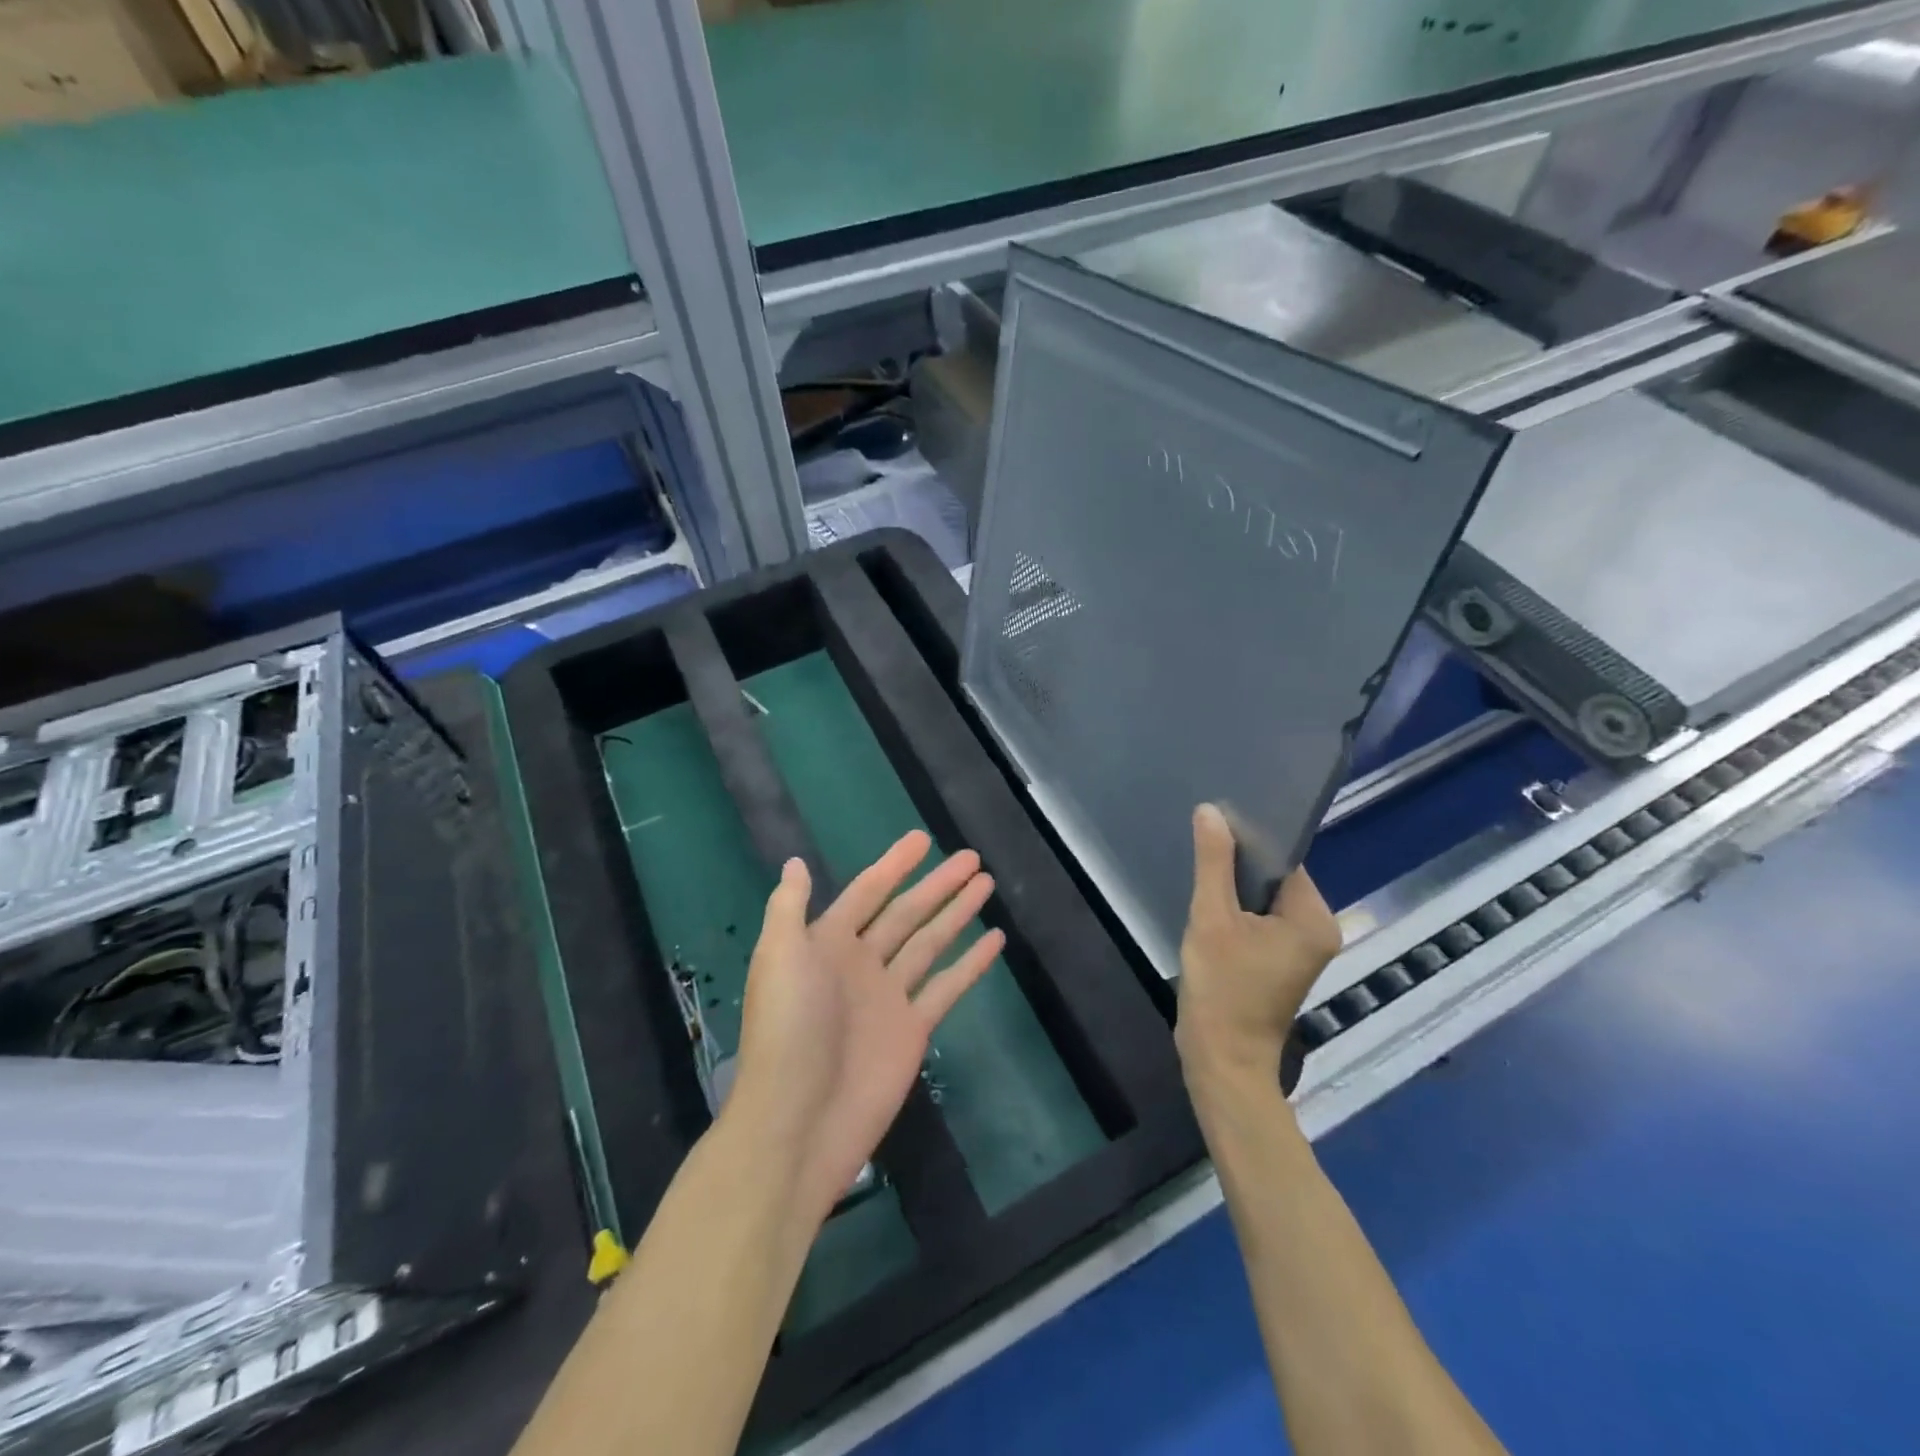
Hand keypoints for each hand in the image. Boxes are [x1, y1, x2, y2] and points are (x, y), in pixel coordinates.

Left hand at [727, 831, 1002, 1224]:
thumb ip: (790, 907)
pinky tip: (995, 940)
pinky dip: (971, 964)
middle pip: (907, 912)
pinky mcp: (913, 1029)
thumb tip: (795, 861)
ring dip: (957, 913)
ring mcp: (890, 996)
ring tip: (986, 884)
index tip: (923, 838)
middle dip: (938, 884)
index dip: (894, 864)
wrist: (798, 1121)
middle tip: (972, 857)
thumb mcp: (779, 956)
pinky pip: (947, 987)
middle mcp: (861, 963)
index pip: (869, 891)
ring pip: (931, 942)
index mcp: (828, 943)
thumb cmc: (787, 1030)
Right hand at [1176, 804, 1341, 1087]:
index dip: (1250, 839)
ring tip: (1200, 868)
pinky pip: (1259, 920)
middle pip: (1275, 878)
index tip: (1215, 822)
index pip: (1284, 860)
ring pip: (1263, 899)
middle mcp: (1317, 930)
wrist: (1221, 1060)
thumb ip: (1213, 863)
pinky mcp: (1279, 962)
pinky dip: (1236, 910)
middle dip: (1239, 863)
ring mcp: (1300, 949)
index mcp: (1314, 918)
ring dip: (1234, 887)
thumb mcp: (1212, 918)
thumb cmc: (1222, 989)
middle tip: (1201, 843)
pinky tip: (1208, 902)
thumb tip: (1211, 811)